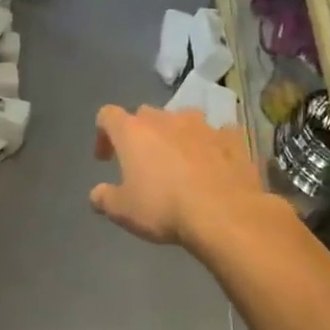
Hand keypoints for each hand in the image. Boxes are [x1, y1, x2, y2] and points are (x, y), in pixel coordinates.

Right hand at [89, 104, 260, 247]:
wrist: (225, 214)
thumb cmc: (164, 208)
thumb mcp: (122, 211)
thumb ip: (104, 198)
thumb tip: (97, 194)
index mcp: (133, 132)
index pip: (107, 115)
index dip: (102, 134)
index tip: (105, 159)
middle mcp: (166, 119)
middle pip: (145, 115)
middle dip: (141, 134)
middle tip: (142, 162)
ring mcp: (202, 126)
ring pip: (182, 120)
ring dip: (176, 136)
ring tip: (179, 162)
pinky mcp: (232, 139)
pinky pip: (216, 135)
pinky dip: (210, 146)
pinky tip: (213, 166)